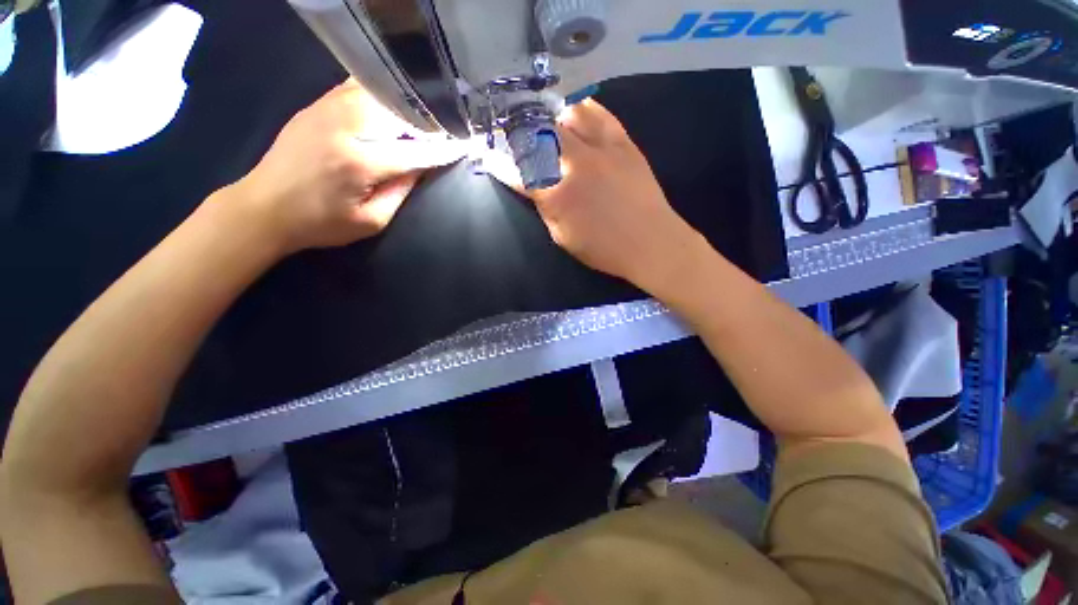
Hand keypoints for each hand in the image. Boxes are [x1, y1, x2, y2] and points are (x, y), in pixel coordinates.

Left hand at [226, 79, 464, 254]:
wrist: (264, 207)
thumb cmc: (321, 223)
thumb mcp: (371, 221)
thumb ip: (400, 192)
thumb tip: (421, 167)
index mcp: (361, 163)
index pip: (415, 151)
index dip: (442, 149)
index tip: (462, 146)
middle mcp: (345, 127)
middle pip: (399, 112)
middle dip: (426, 122)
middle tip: (443, 130)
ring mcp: (327, 109)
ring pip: (379, 93)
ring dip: (405, 105)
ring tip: (421, 118)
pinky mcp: (316, 104)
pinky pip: (356, 87)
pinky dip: (380, 94)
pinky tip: (390, 106)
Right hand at [516, 100, 708, 293]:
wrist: (651, 242)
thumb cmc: (604, 248)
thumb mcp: (564, 237)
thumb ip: (545, 209)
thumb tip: (534, 187)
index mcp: (557, 196)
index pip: (519, 173)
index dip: (501, 163)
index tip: (490, 155)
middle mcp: (575, 165)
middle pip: (539, 135)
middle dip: (521, 132)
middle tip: (516, 133)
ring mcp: (601, 149)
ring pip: (566, 116)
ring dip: (551, 118)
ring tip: (547, 125)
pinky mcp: (623, 142)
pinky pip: (598, 113)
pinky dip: (582, 110)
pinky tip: (575, 114)